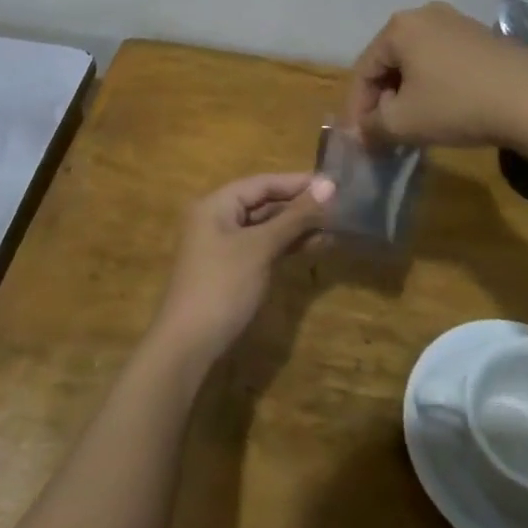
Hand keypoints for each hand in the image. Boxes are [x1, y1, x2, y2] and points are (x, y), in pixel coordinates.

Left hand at [150, 173, 335, 364]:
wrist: (189, 345)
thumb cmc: (223, 286)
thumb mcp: (260, 247)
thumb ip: (294, 217)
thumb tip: (329, 186)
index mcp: (216, 204)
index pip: (263, 183)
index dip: (297, 182)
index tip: (333, 183)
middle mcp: (218, 218)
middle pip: (263, 203)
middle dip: (299, 205)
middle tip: (338, 206)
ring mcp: (224, 246)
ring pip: (265, 227)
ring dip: (297, 226)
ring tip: (333, 226)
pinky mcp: (232, 269)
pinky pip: (263, 247)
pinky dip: (286, 245)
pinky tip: (314, 246)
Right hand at [343, 2, 527, 148]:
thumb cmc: (457, 105)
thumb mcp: (404, 123)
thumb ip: (372, 127)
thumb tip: (362, 133)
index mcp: (398, 27)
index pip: (364, 70)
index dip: (357, 109)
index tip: (359, 140)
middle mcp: (425, 15)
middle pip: (390, 62)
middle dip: (383, 99)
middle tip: (384, 133)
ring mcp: (458, 22)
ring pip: (418, 62)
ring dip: (409, 94)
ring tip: (413, 125)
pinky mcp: (484, 37)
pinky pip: (444, 61)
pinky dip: (435, 85)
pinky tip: (445, 110)